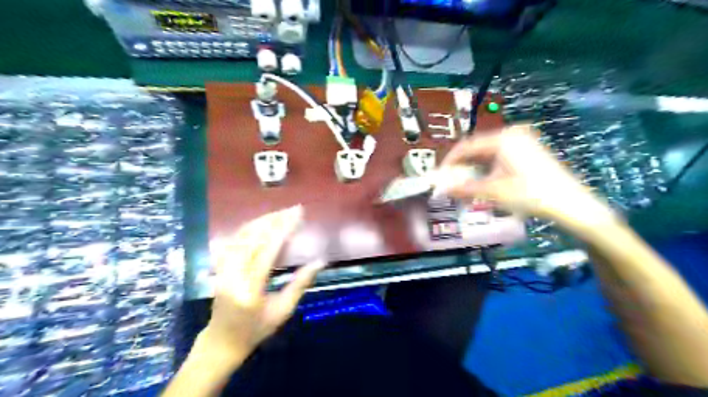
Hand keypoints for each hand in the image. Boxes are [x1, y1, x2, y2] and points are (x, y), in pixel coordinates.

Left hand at [199, 207, 325, 367]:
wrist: (222, 341)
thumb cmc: (256, 329)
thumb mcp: (283, 310)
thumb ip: (300, 284)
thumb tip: (320, 261)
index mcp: (249, 288)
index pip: (268, 251)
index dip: (284, 230)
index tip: (298, 215)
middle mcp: (232, 274)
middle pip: (252, 238)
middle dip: (275, 220)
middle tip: (293, 209)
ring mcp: (222, 269)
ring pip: (241, 235)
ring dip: (262, 220)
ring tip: (281, 212)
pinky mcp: (219, 266)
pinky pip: (233, 240)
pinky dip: (248, 227)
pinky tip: (260, 222)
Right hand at [437, 125, 619, 231]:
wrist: (572, 204)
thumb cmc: (531, 194)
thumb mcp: (493, 192)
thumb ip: (464, 188)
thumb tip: (441, 189)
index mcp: (503, 138)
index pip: (466, 146)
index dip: (450, 161)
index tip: (439, 175)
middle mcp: (512, 134)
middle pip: (477, 148)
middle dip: (462, 165)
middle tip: (450, 181)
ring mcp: (523, 141)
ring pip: (488, 153)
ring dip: (474, 168)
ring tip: (464, 184)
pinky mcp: (530, 151)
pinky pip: (500, 156)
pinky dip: (488, 168)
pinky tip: (484, 181)